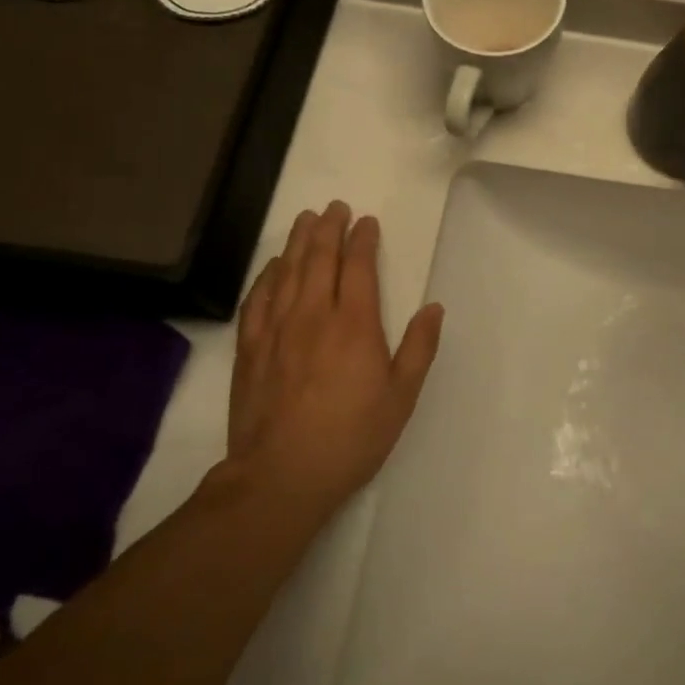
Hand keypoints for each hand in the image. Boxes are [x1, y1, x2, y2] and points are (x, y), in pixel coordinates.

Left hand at [225, 201, 444, 519]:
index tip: (367, 221)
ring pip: (287, 273)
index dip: (363, 240)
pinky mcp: (250, 350)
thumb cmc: (352, 436)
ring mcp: (277, 331)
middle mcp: (314, 316)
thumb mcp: (401, 396)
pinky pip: (257, 301)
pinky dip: (267, 277)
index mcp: (354, 324)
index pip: (358, 267)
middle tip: (334, 207)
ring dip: (298, 242)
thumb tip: (433, 308)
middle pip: (319, 260)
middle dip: (329, 229)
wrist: (281, 476)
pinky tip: (272, 267)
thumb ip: (418, 348)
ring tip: (306, 220)